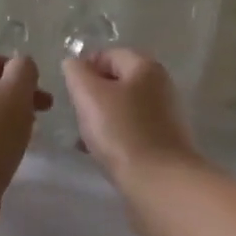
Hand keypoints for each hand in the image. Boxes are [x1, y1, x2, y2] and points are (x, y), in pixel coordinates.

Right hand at [61, 48, 199, 187]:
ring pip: (123, 108)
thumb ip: (77, 73)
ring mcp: (165, 115)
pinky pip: (132, 130)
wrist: (158, 182)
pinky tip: (101, 153)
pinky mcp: (164, 142)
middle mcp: (161, 86)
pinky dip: (115, 136)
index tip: (69, 92)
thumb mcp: (89, 95)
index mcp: (146, 67)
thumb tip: (74, 63)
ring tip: (84, 137)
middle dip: (92, 96)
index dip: (84, 68)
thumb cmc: (121, 132)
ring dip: (101, 118)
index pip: (108, 54)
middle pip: (118, 81)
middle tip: (76, 114)